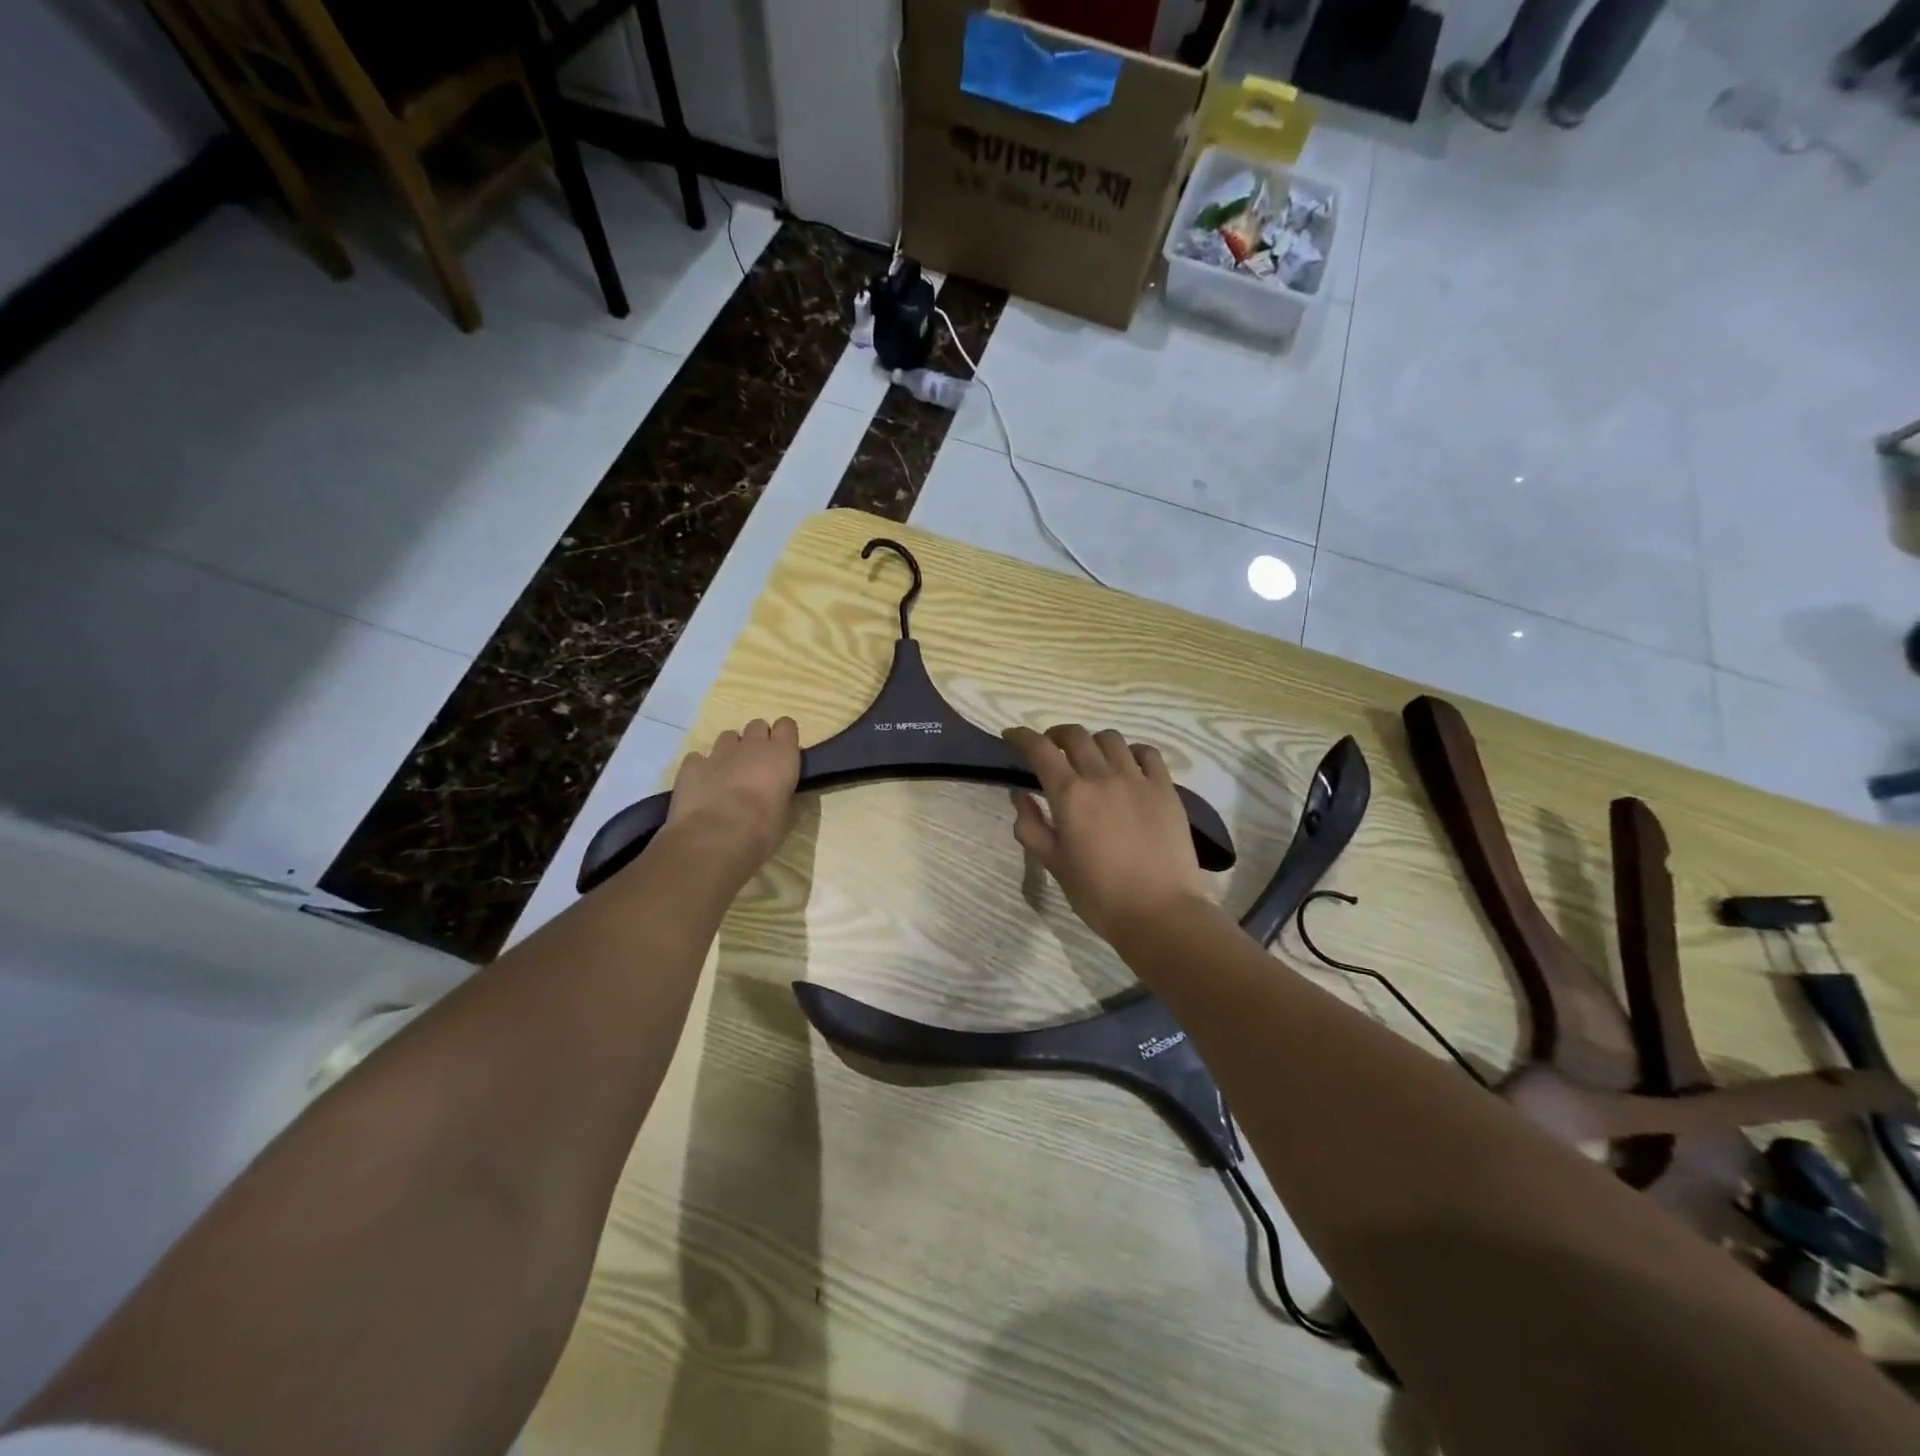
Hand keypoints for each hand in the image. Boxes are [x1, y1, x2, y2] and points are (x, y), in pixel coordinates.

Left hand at [663, 717, 801, 883]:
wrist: (715, 838)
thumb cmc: (762, 830)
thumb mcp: (786, 817)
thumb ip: (785, 797)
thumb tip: (781, 797)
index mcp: (781, 755)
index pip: (787, 725)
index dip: (784, 736)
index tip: (783, 753)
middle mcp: (751, 745)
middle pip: (757, 725)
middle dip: (757, 740)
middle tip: (756, 765)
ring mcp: (719, 752)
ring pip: (728, 737)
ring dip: (730, 751)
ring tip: (728, 775)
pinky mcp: (691, 764)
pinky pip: (698, 757)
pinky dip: (701, 767)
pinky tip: (702, 786)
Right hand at [1003, 724, 1212, 944]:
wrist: (1159, 913)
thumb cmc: (1098, 894)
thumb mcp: (1053, 863)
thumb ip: (1031, 826)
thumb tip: (1021, 795)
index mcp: (1070, 794)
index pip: (1039, 749)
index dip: (1021, 736)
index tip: (1012, 736)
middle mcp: (1102, 776)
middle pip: (1075, 735)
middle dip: (1056, 735)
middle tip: (1050, 749)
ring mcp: (1138, 779)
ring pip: (1110, 739)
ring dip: (1092, 742)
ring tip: (1090, 759)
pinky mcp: (1166, 789)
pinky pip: (1147, 753)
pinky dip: (1131, 752)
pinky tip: (1128, 766)